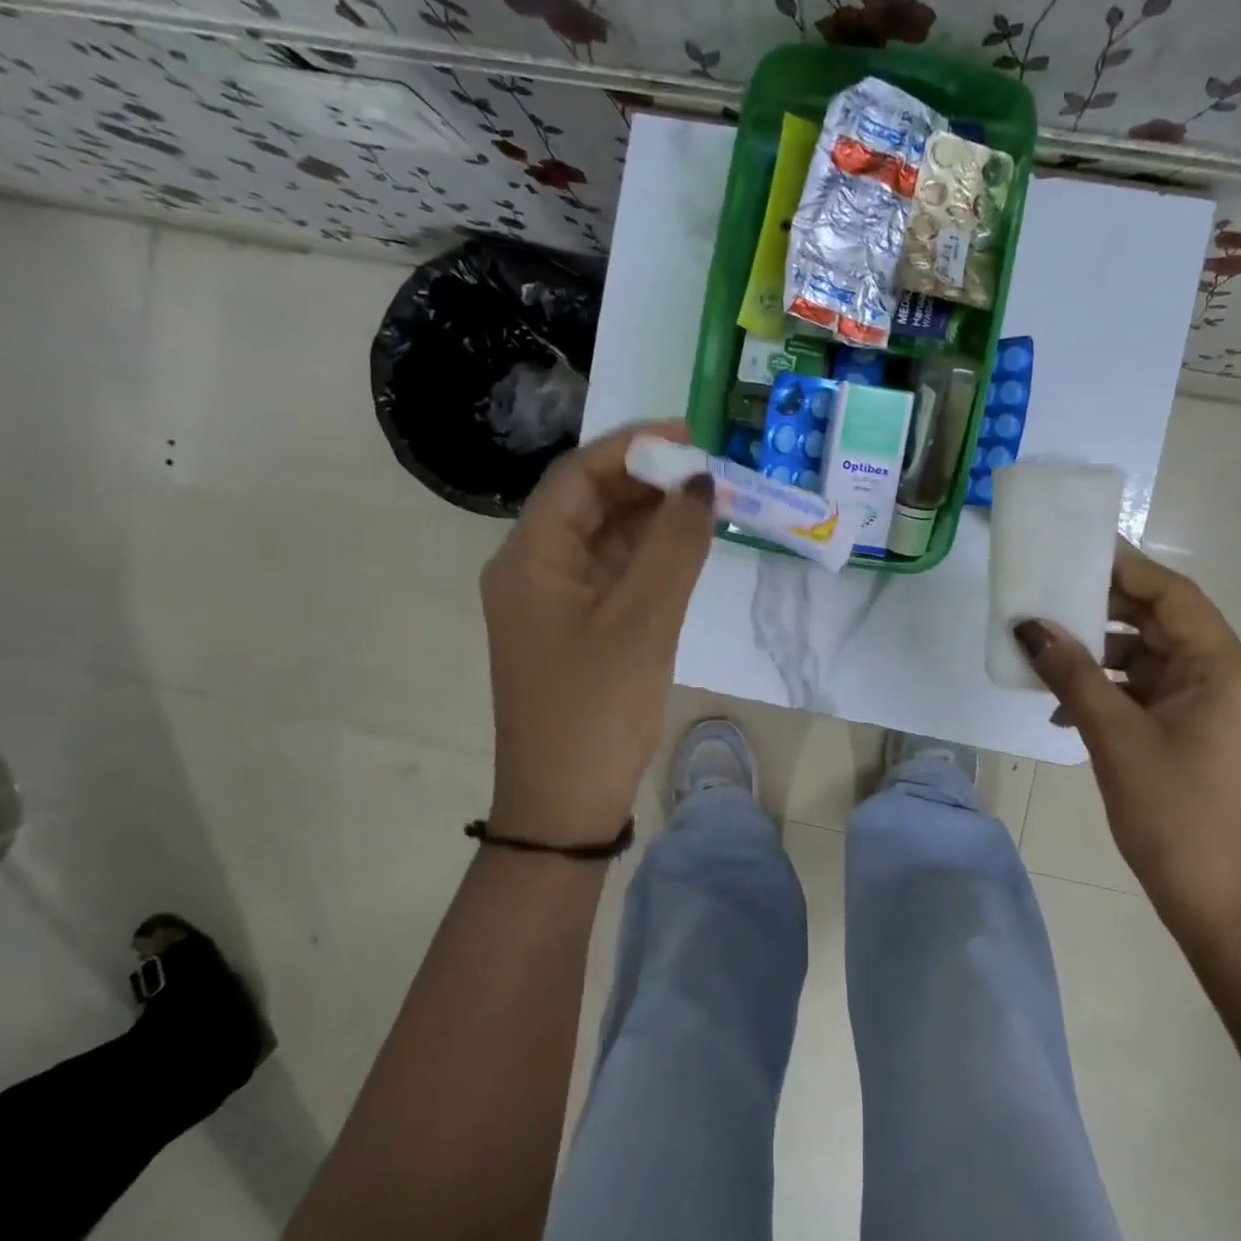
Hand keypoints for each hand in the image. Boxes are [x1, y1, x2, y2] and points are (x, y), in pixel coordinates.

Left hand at [480, 420, 714, 846]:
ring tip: (708, 500)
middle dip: (648, 480)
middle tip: (710, 470)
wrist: (564, 805)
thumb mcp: (644, 621)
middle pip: (589, 501)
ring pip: (604, 536)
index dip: (633, 447)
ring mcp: (552, 599)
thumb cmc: (597, 710)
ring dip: (652, 516)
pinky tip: (686, 545)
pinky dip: (648, 554)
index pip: (578, 475)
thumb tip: (702, 482)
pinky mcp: (574, 625)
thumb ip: (675, 546)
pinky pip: (611, 571)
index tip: (691, 435)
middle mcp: (532, 567)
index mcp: (530, 557)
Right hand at [1012, 546, 1240, 950]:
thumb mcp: (1114, 736)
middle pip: (1160, 623)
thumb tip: (1028, 625)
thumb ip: (1071, 673)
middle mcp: (1224, 679)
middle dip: (1102, 611)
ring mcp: (1209, 709)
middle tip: (1046, 599)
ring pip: (1147, 659)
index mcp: (1222, 670)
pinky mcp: (1192, 734)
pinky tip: (1063, 710)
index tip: (1074, 550)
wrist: (1217, 903)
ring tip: (1044, 655)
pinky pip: (1145, 693)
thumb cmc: (1173, 814)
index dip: (1125, 568)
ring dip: (1097, 657)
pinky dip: (1106, 692)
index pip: (1174, 596)